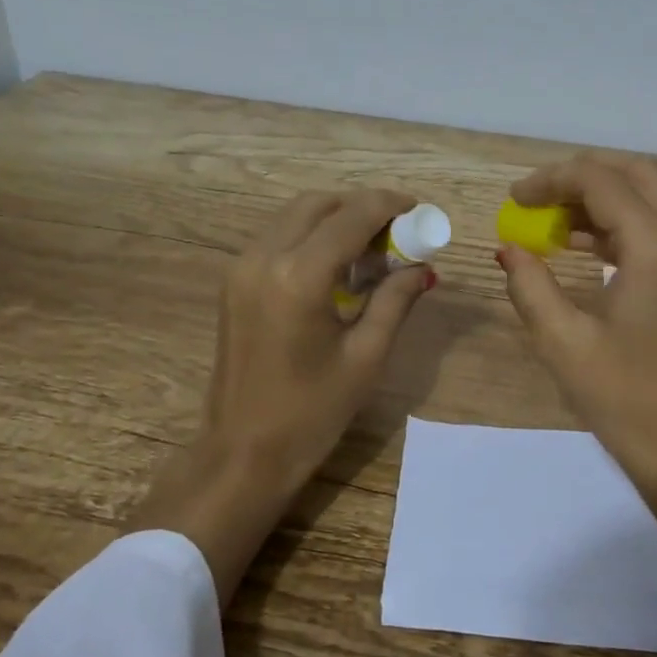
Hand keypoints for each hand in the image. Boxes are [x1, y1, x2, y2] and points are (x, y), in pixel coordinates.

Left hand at [140, 189, 435, 604]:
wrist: (243, 452)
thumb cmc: (312, 412)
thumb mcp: (366, 356)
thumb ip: (395, 300)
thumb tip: (422, 268)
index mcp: (300, 276)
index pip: (352, 216)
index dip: (390, 204)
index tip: (419, 210)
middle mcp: (264, 257)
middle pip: (319, 203)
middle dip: (361, 207)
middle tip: (397, 234)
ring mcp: (242, 267)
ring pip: (295, 216)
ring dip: (335, 219)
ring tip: (371, 251)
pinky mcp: (234, 282)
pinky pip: (278, 238)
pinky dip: (311, 236)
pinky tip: (337, 267)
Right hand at [496, 154, 656, 594]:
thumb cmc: (622, 399)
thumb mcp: (562, 340)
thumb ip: (529, 283)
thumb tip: (509, 248)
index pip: (602, 182)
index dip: (552, 180)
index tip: (515, 198)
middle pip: (638, 173)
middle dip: (583, 177)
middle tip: (538, 200)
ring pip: (656, 196)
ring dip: (605, 198)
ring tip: (555, 224)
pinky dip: (627, 223)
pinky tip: (588, 247)